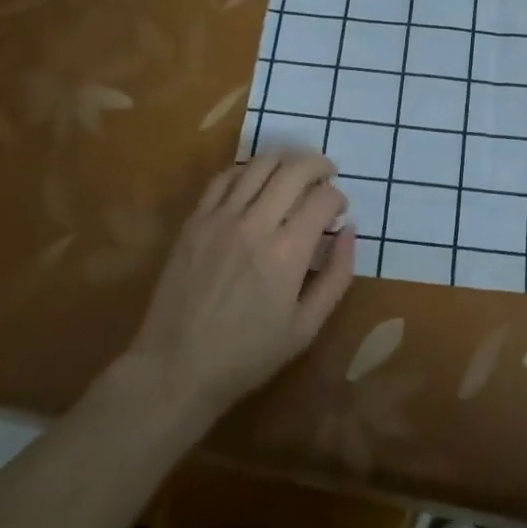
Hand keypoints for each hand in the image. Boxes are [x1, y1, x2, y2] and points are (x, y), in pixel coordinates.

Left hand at [122, 154, 354, 421]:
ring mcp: (220, 218)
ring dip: (285, 159)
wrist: (176, 368)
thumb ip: (336, 276)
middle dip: (318, 164)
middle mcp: (255, 225)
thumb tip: (349, 231)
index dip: (338, 198)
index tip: (338, 211)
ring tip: (294, 170)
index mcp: (286, 254)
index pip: (323, 199)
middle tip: (326, 173)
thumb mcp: (306, 327)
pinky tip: (255, 181)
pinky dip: (246, 171)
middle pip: (294, 169)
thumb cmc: (247, 355)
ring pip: (259, 165)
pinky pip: (224, 178)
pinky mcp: (195, 220)